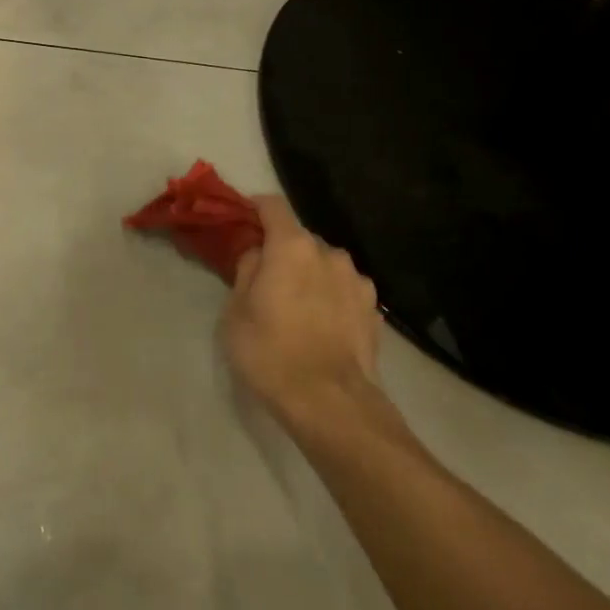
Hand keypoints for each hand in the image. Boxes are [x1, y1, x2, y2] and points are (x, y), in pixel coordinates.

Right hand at [219, 197, 381, 431]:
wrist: (330, 403)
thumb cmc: (271, 353)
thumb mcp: (236, 313)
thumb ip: (246, 272)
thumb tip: (258, 255)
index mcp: (292, 247)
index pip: (273, 206)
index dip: (255, 207)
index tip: (243, 218)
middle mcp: (330, 253)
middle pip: (300, 238)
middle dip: (282, 250)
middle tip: (265, 277)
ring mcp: (357, 280)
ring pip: (325, 265)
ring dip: (310, 274)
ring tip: (297, 306)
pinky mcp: (374, 308)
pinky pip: (344, 290)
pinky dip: (331, 296)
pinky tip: (322, 325)